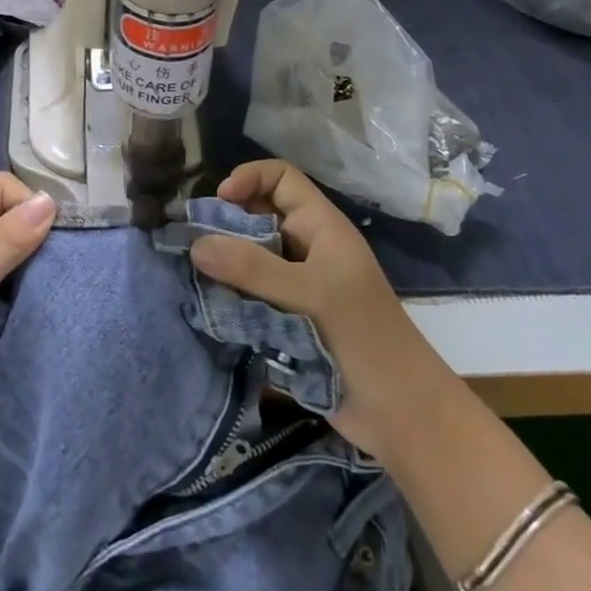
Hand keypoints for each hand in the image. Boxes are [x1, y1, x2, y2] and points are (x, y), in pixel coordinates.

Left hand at [0, 173, 55, 442]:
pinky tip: (15, 309)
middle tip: (56, 270)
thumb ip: (7, 240)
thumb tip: (50, 201)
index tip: (57, 244)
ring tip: (42, 290)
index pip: (0, 187)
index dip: (30, 207)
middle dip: (27, 237)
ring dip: (15, 267)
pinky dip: (0, 289)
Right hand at [192, 160, 450, 458]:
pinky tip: (206, 307)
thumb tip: (195, 244)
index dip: (248, 178)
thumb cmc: (363, 337)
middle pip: (258, 217)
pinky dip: (228, 297)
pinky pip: (249, 296)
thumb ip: (252, 267)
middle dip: (224, 225)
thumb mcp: (308, 294)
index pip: (280, 178)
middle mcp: (306, 249)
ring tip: (191, 277)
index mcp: (320, 227)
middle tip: (190, 243)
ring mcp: (296, 286)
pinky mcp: (286, 320)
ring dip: (222, 266)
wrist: (400, 412)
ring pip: (249, 259)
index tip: (218, 202)